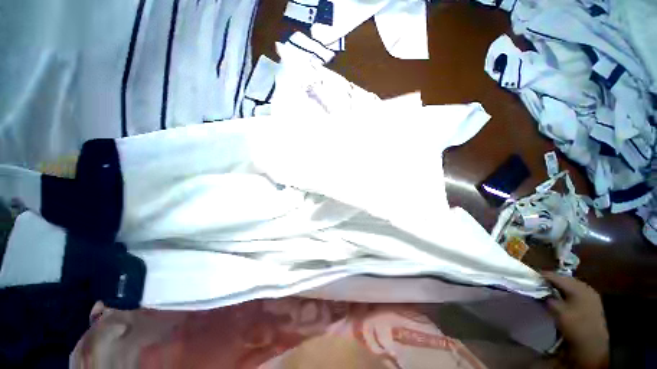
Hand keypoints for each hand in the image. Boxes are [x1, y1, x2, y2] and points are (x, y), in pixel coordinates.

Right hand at [543, 272, 608, 368]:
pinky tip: (559, 300)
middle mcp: (585, 287)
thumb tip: (540, 291)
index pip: (555, 276)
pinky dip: (564, 294)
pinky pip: (574, 294)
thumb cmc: (575, 326)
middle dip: (550, 282)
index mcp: (578, 287)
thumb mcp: (558, 312)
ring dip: (557, 288)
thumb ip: (548, 299)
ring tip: (546, 292)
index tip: (529, 276)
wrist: (594, 346)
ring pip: (569, 287)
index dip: (541, 275)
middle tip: (537, 285)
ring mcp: (590, 296)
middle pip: (563, 280)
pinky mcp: (591, 304)